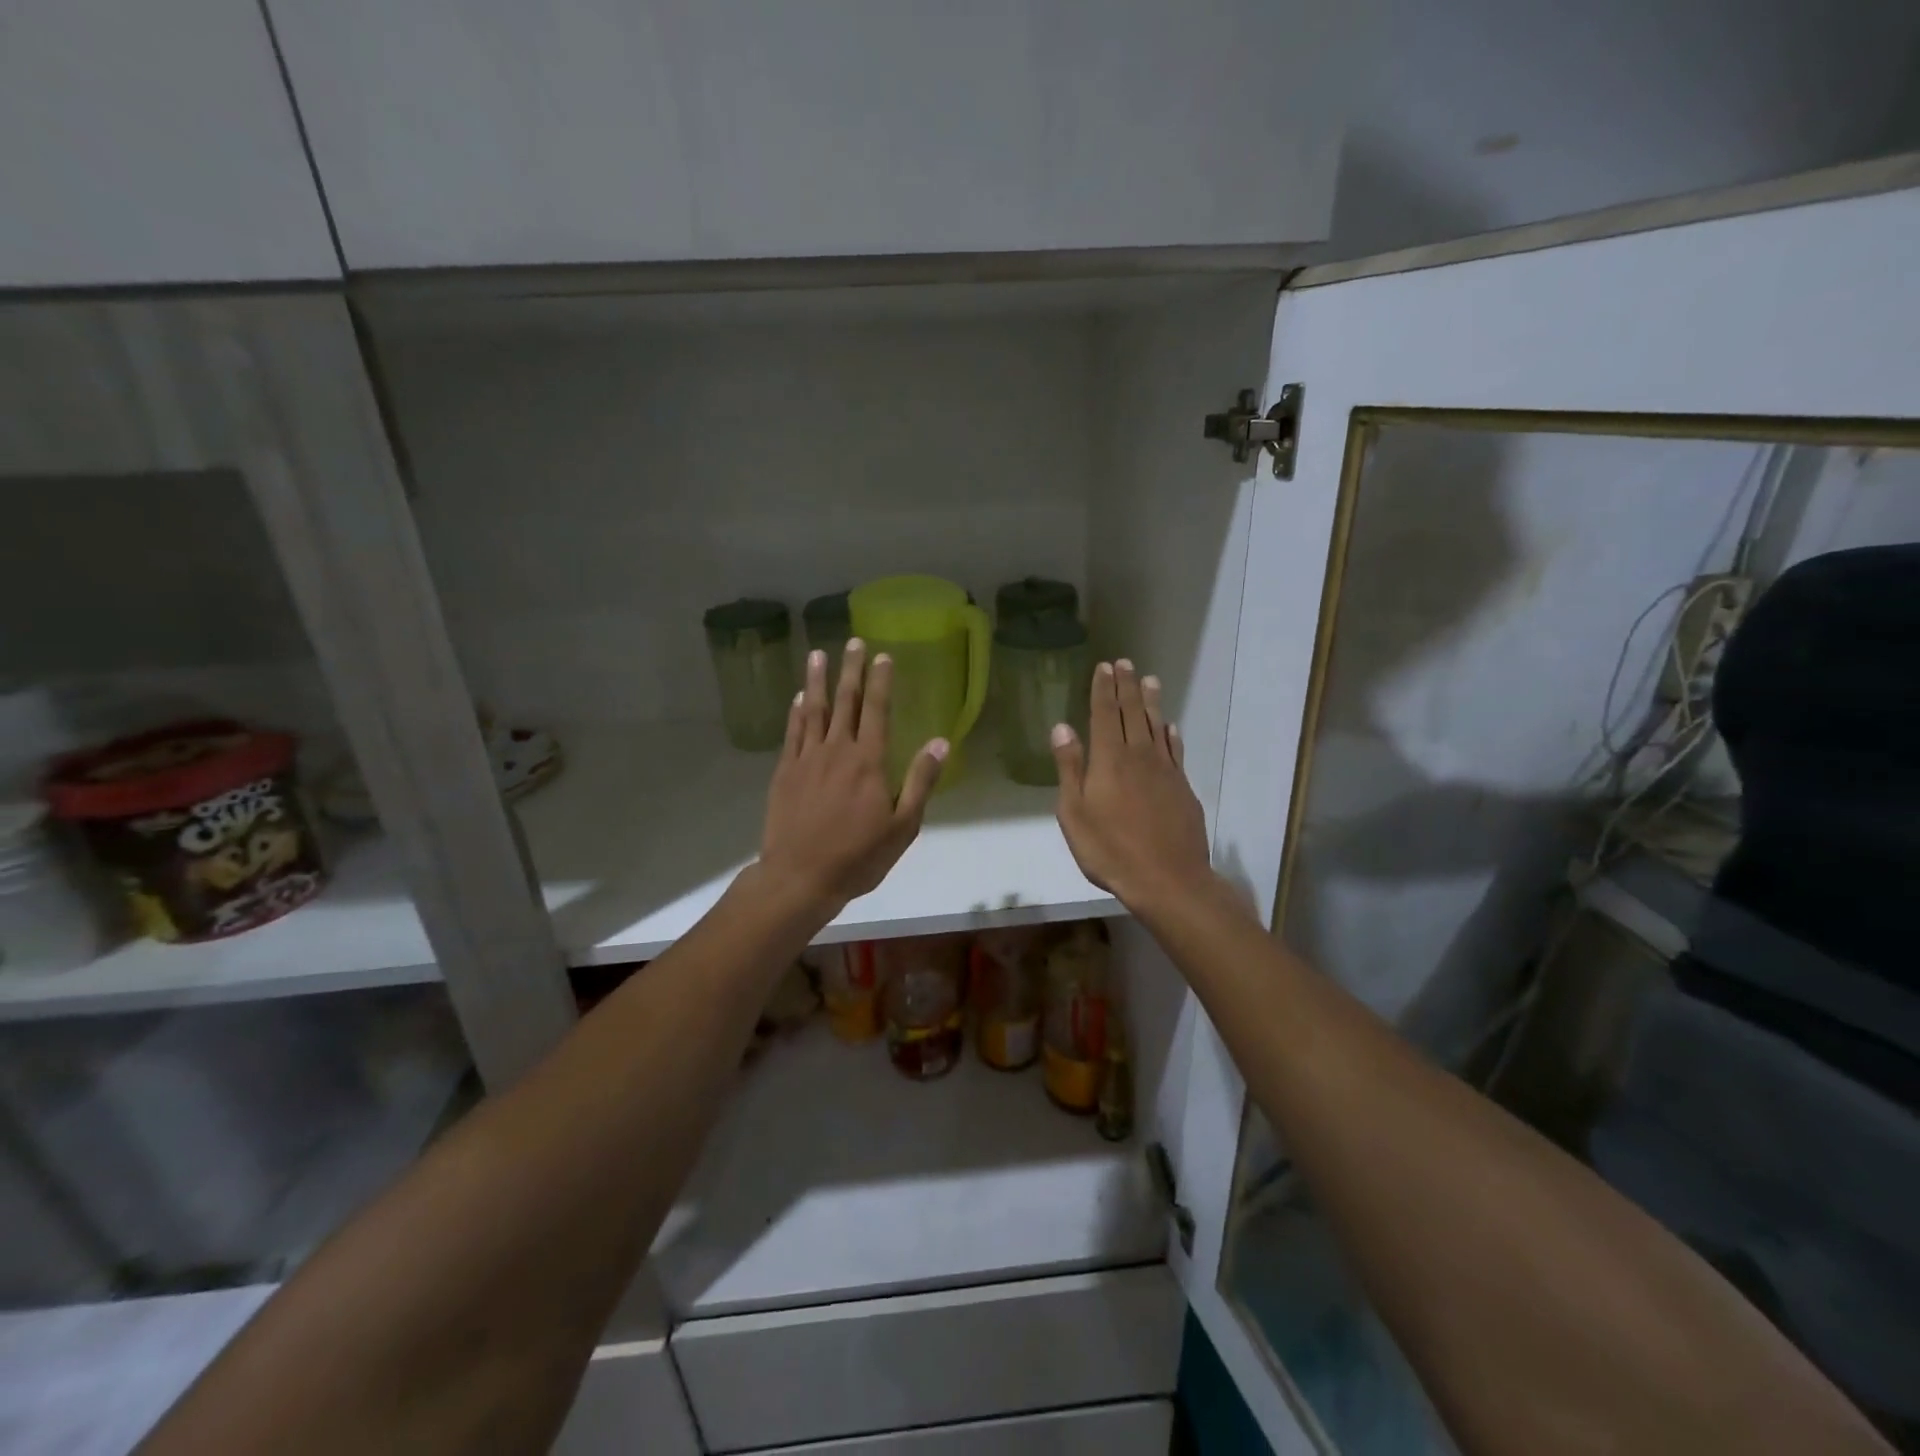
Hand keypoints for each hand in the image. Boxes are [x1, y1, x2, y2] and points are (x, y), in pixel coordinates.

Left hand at [758, 638, 947, 917]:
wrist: (800, 877)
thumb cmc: (858, 857)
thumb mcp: (903, 826)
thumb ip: (920, 781)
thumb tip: (941, 742)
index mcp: (869, 761)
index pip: (877, 710)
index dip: (881, 681)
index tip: (883, 656)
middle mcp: (837, 750)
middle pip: (845, 702)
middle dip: (851, 670)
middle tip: (854, 642)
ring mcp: (807, 759)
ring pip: (814, 710)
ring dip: (818, 681)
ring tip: (818, 655)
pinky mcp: (785, 772)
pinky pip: (792, 733)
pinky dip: (796, 712)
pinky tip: (799, 699)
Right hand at [1052, 660, 1214, 914]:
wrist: (1167, 879)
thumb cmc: (1110, 850)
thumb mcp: (1074, 813)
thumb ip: (1070, 768)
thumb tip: (1062, 727)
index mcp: (1109, 759)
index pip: (1105, 714)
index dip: (1103, 689)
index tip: (1104, 667)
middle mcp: (1139, 755)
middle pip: (1133, 713)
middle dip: (1126, 686)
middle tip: (1124, 663)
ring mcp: (1165, 770)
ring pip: (1157, 726)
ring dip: (1151, 702)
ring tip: (1149, 680)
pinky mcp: (1182, 787)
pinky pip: (1176, 750)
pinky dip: (1171, 734)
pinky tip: (1169, 726)